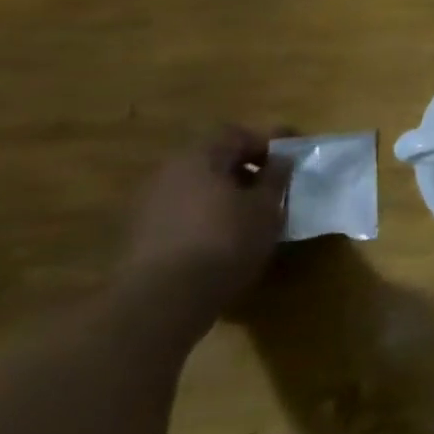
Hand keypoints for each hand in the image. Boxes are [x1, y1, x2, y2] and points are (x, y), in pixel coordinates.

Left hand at [121, 126, 289, 327]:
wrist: (162, 300)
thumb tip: (281, 159)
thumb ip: (276, 177)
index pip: (236, 133)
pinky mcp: (141, 233)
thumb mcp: (267, 207)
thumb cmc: (226, 241)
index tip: (292, 157)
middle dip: (245, 166)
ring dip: (225, 191)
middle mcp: (168, 173)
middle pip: (213, 157)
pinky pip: (183, 208)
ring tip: (252, 211)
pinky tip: (225, 234)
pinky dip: (206, 212)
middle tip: (274, 184)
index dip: (267, 141)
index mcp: (199, 158)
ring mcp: (149, 203)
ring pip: (196, 184)